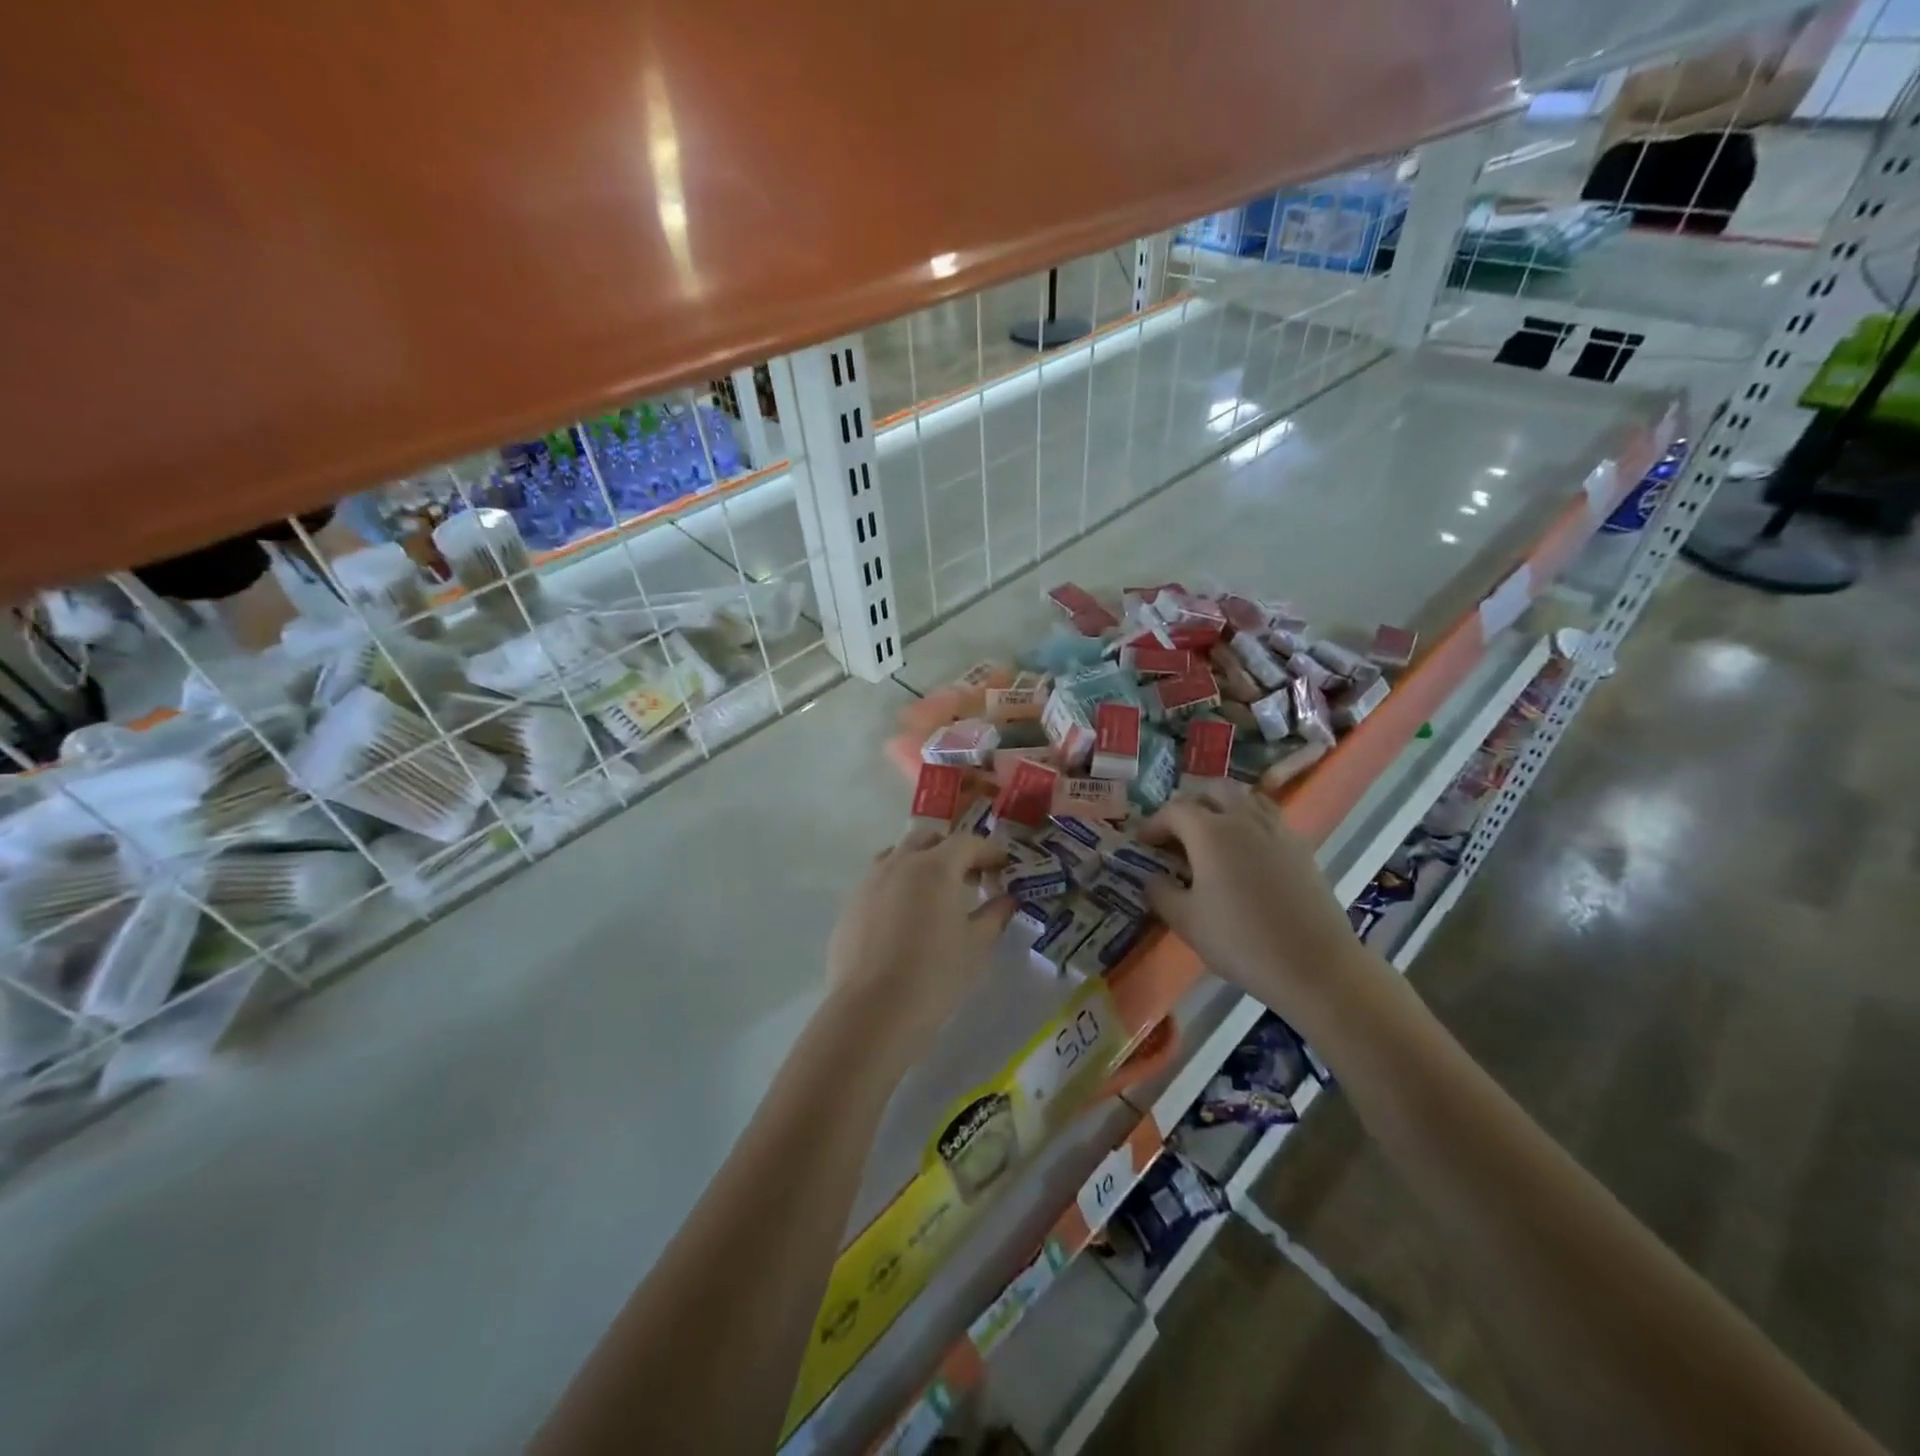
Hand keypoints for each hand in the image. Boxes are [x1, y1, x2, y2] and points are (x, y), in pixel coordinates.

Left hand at [826, 824, 1013, 1059]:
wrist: (872, 1011)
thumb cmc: (934, 975)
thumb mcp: (976, 946)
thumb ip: (995, 915)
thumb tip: (1008, 899)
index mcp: (934, 867)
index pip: (967, 842)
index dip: (989, 851)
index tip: (1004, 867)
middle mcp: (899, 863)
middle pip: (928, 839)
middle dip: (952, 850)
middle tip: (969, 877)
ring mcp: (869, 882)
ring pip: (897, 855)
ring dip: (920, 863)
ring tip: (934, 893)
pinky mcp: (850, 905)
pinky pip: (877, 881)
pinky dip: (897, 886)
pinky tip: (904, 918)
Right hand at [1138, 796, 1377, 1035]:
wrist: (1315, 965)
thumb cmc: (1240, 941)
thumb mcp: (1185, 922)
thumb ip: (1160, 892)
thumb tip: (1153, 878)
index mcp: (1210, 831)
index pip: (1174, 810)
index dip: (1154, 824)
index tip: (1143, 843)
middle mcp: (1244, 819)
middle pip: (1214, 790)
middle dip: (1191, 805)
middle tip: (1178, 834)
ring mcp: (1277, 829)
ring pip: (1246, 798)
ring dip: (1223, 807)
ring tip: (1213, 836)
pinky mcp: (1301, 847)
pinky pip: (1269, 818)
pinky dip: (1250, 823)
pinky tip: (1246, 854)